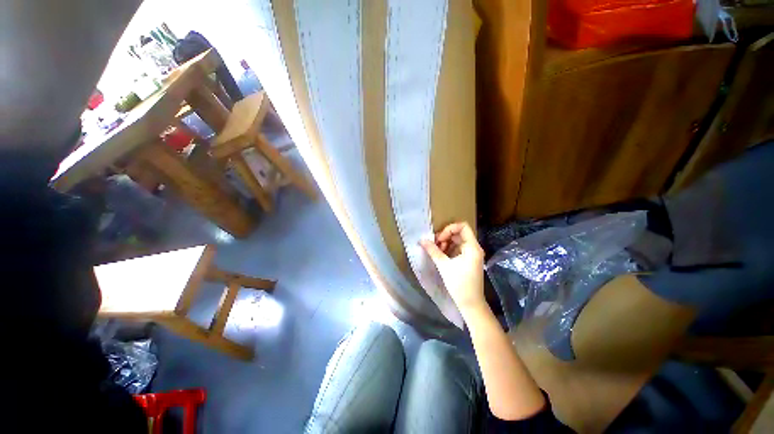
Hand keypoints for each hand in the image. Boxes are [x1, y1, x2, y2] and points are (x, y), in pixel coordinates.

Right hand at [421, 222, 485, 315]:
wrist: (470, 303)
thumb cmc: (459, 284)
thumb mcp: (444, 265)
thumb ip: (433, 251)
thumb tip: (422, 240)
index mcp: (472, 247)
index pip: (463, 226)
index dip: (449, 229)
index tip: (439, 239)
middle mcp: (474, 248)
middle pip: (459, 234)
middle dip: (445, 237)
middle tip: (435, 245)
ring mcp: (472, 254)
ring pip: (457, 241)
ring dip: (446, 243)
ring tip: (436, 251)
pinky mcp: (469, 260)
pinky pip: (458, 249)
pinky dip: (449, 250)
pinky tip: (441, 256)